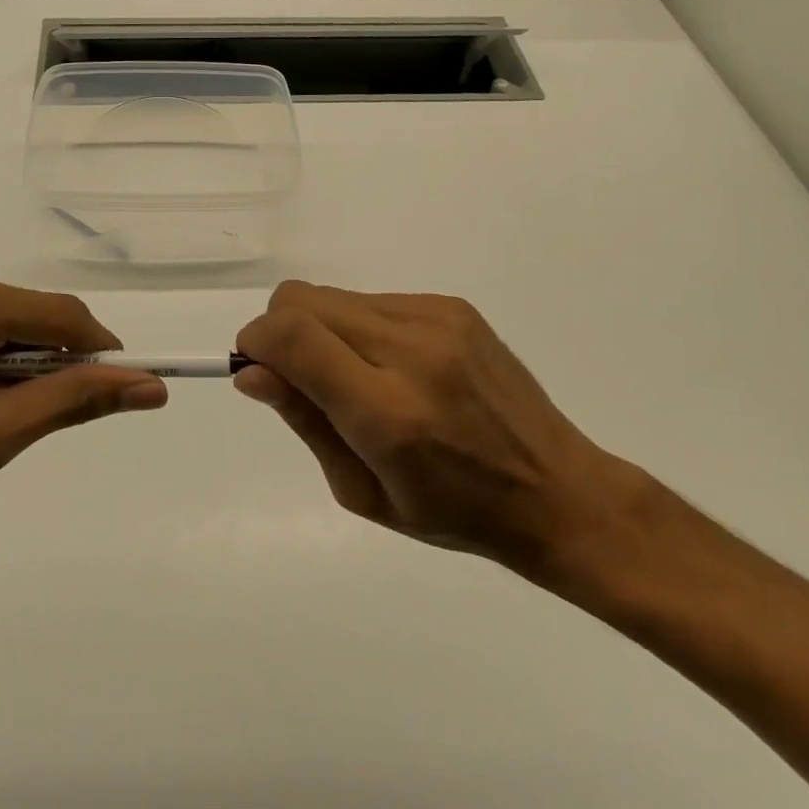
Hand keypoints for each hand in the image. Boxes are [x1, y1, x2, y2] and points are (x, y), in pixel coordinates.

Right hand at [233, 283, 642, 580]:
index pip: (292, 336)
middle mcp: (412, 351)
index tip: (255, 369)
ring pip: (334, 296)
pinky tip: (393, 368)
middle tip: (302, 379)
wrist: (556, 491)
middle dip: (280, 331)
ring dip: (322, 330)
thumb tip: (252, 372)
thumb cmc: (451, 512)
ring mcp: (437, 320)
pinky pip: (374, 300)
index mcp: (386, 413)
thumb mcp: (361, 491)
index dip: (255, 341)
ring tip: (356, 379)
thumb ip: (305, 421)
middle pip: (302, 300)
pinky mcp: (454, 306)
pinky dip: (359, 327)